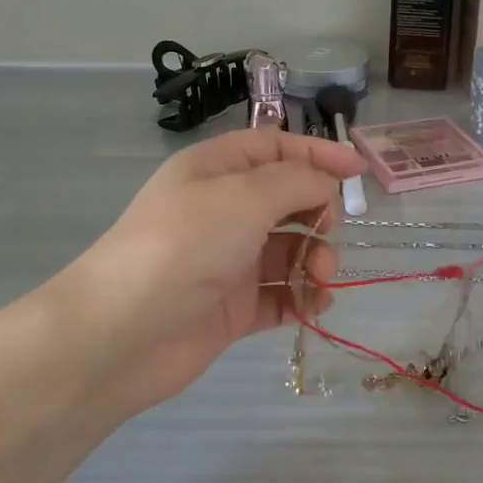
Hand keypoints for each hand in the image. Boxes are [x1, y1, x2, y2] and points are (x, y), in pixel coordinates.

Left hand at [53, 129, 364, 421]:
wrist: (123, 333)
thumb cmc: (184, 246)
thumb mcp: (244, 196)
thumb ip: (296, 181)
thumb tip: (326, 184)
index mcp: (216, 171)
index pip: (275, 149)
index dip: (318, 154)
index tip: (360, 171)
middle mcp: (223, 211)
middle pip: (289, 201)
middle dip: (319, 215)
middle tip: (327, 235)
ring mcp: (228, 262)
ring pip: (290, 251)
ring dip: (316, 261)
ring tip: (321, 279)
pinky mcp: (233, 308)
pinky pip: (281, 295)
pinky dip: (304, 298)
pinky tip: (317, 305)